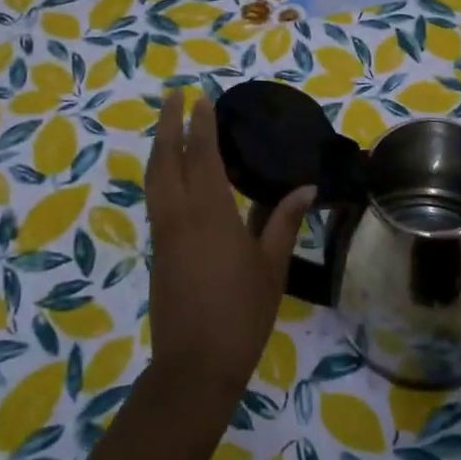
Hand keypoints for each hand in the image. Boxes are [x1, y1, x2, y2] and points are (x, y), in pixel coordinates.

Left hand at [144, 87, 313, 394]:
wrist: (195, 364)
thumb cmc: (242, 312)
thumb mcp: (272, 265)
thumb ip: (284, 221)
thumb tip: (306, 187)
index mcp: (210, 212)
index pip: (203, 155)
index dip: (202, 125)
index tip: (201, 98)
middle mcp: (179, 214)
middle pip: (167, 158)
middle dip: (169, 124)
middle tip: (174, 96)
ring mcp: (163, 232)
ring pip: (154, 178)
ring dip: (160, 147)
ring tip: (169, 125)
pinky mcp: (157, 250)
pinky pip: (155, 198)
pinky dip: (160, 174)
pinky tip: (171, 175)